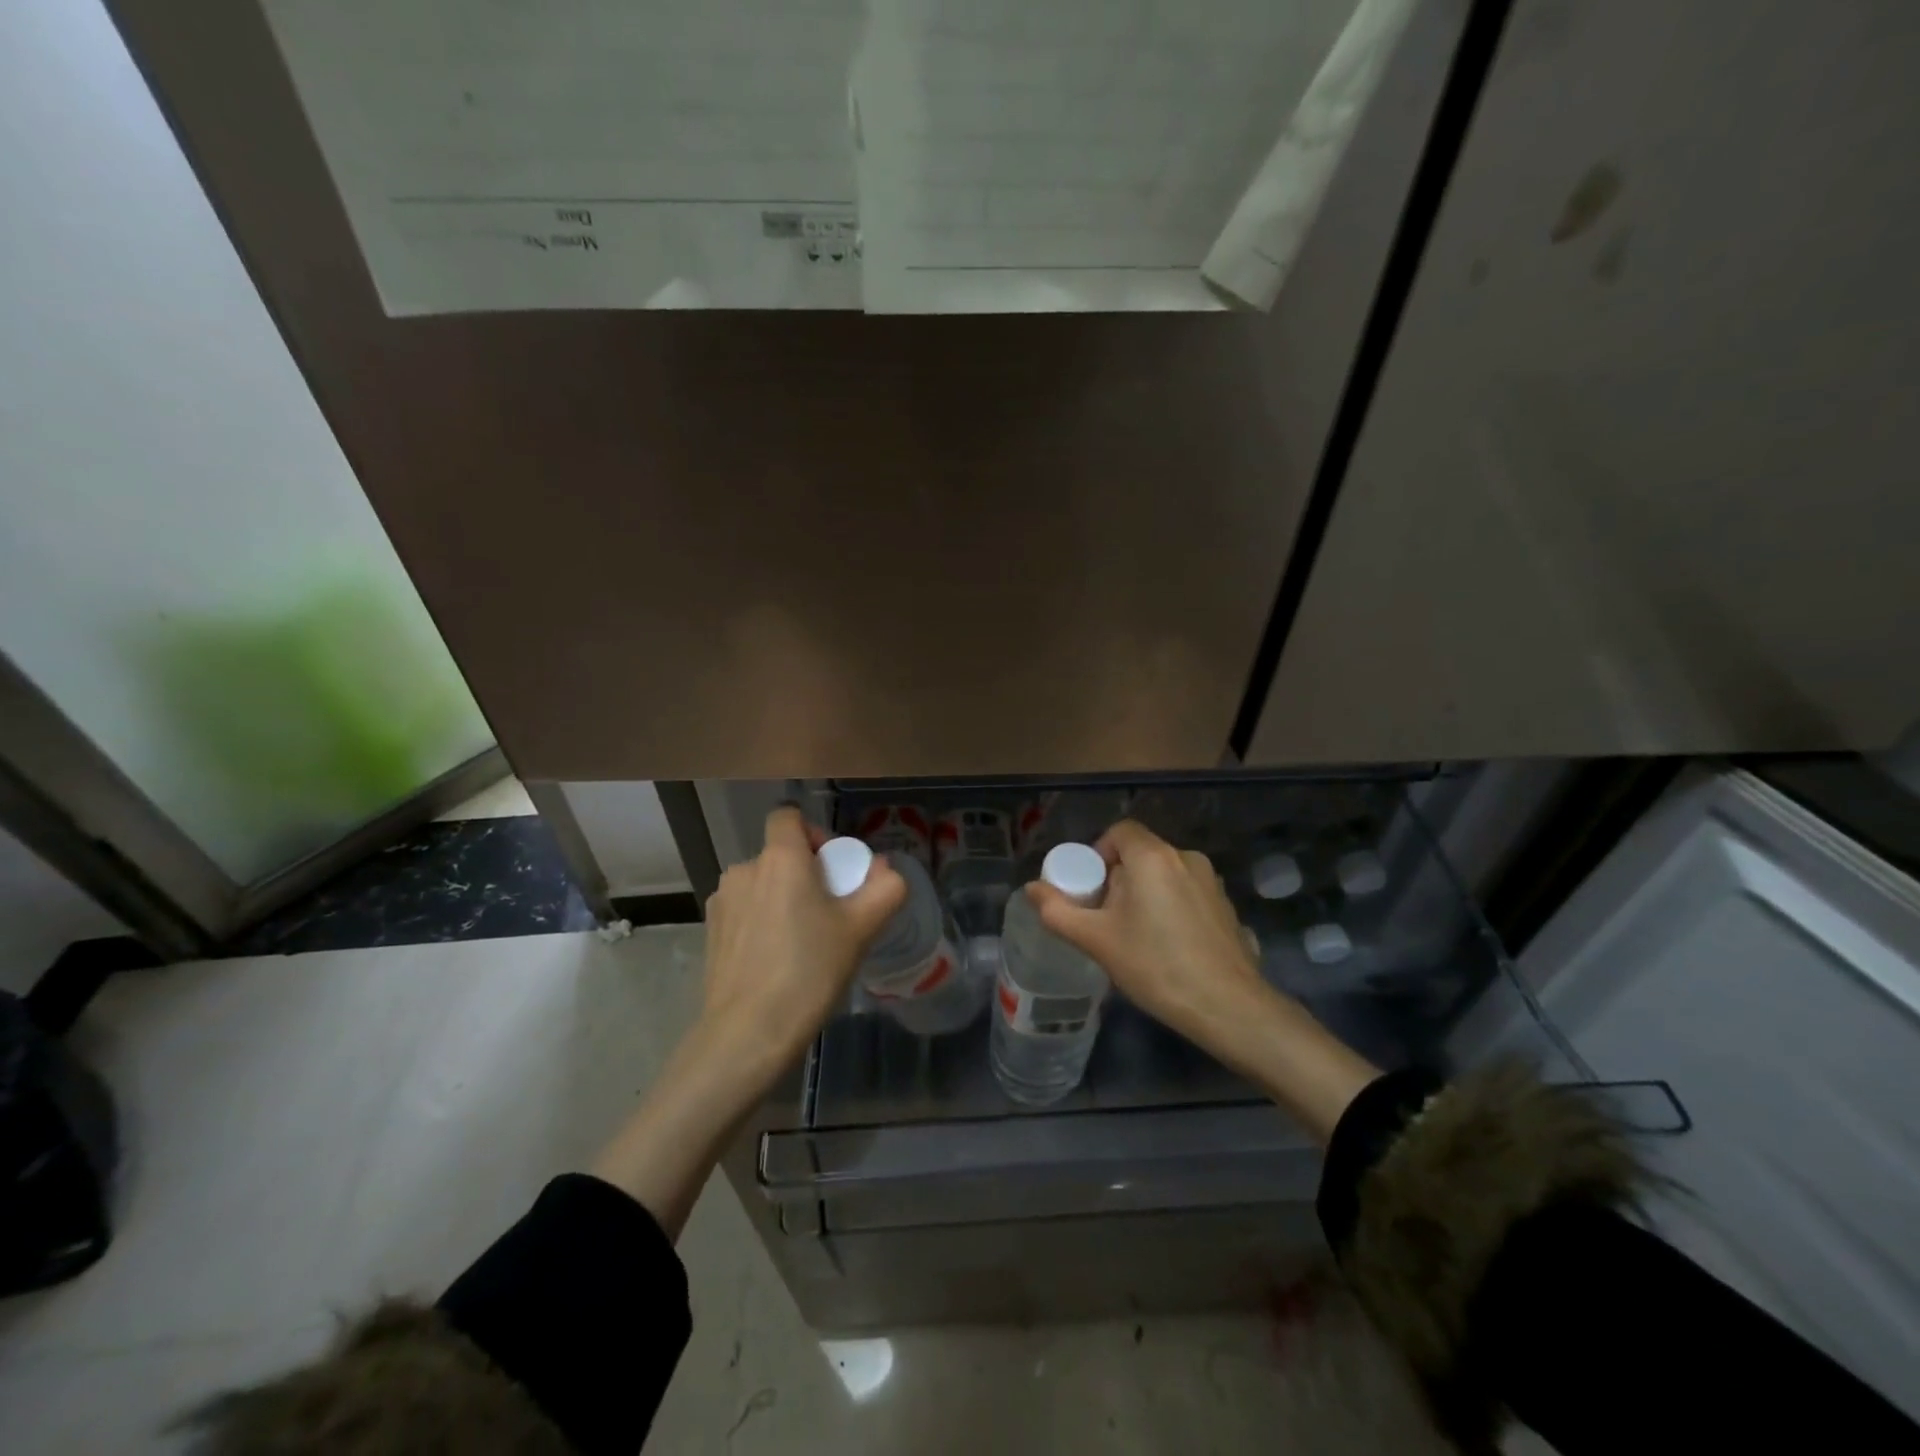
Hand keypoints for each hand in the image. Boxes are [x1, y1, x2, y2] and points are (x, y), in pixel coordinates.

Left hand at [698, 806, 906, 1081]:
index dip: (813, 832)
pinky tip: (775, 961)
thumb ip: (884, 889)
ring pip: (762, 884)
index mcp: (779, 858)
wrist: (748, 1033)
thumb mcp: (861, 929)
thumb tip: (886, 870)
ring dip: (782, 899)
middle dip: (806, 874)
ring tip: (803, 941)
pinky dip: (762, 922)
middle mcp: (744, 869)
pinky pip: (745, 911)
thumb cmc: (809, 970)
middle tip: (830, 914)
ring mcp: (722, 901)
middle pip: (779, 854)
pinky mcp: (711, 932)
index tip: (832, 867)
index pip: (787, 816)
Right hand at [1027, 819, 1262, 1049]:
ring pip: (1164, 874)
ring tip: (1135, 935)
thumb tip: (1031, 889)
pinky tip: (1168, 946)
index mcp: (1153, 856)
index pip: (1119, 831)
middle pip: (1141, 853)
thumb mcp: (1097, 940)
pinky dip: (1170, 907)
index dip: (1098, 853)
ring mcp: (1211, 881)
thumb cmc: (1155, 965)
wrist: (1228, 1007)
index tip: (1090, 889)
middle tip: (1106, 918)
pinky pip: (1187, 893)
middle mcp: (1185, 857)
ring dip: (1145, 893)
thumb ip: (1058, 911)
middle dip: (1118, 878)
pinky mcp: (1226, 906)